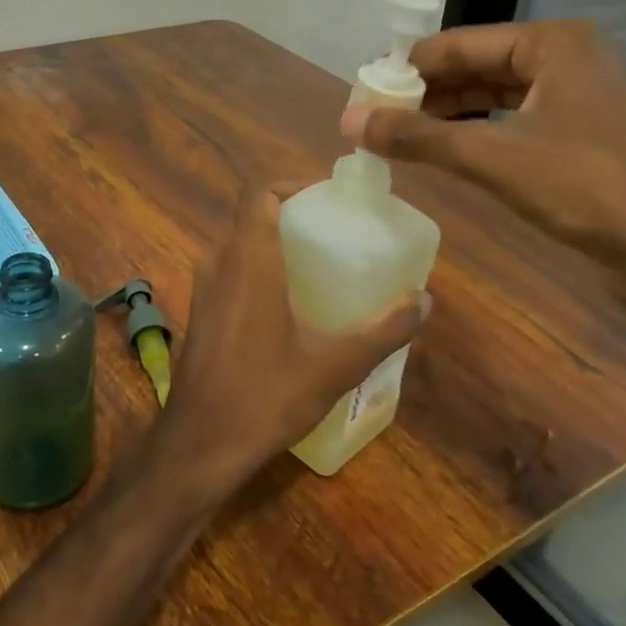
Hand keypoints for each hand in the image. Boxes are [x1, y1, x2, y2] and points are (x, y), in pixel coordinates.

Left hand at [155, 182, 429, 501]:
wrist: (200, 442)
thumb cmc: (265, 395)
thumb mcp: (335, 365)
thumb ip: (383, 330)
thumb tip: (424, 300)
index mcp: (248, 259)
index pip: (259, 192)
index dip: (291, 183)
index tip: (327, 197)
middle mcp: (219, 262)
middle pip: (252, 215)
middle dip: (291, 214)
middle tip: (334, 230)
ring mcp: (204, 287)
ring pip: (239, 243)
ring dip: (274, 241)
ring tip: (319, 261)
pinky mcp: (201, 311)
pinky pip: (230, 269)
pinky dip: (258, 267)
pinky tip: (290, 301)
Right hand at [341, 20, 625, 276]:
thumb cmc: (581, 185)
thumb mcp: (489, 156)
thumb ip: (417, 136)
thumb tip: (349, 120)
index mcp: (551, 43)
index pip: (459, 44)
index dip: (407, 68)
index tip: (364, 91)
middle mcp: (565, 57)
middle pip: (475, 66)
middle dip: (425, 92)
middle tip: (376, 116)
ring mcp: (574, 95)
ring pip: (492, 94)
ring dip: (446, 113)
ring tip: (398, 134)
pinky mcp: (576, 131)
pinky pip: (509, 118)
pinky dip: (473, 132)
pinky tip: (441, 149)